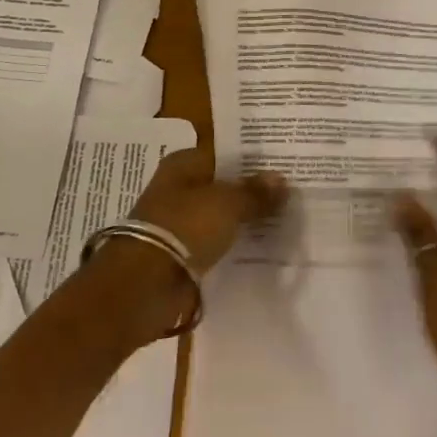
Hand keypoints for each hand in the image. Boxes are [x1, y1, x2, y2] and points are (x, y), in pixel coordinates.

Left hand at [128, 147, 286, 271]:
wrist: (147, 283)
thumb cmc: (186, 226)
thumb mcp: (228, 203)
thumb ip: (255, 192)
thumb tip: (281, 180)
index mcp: (183, 164)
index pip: (225, 154)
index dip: (253, 161)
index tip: (284, 167)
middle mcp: (178, 187)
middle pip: (223, 185)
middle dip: (251, 191)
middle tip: (290, 195)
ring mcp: (178, 221)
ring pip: (220, 214)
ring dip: (243, 219)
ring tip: (282, 220)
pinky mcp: (181, 251)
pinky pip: (215, 241)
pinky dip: (232, 243)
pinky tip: (259, 245)